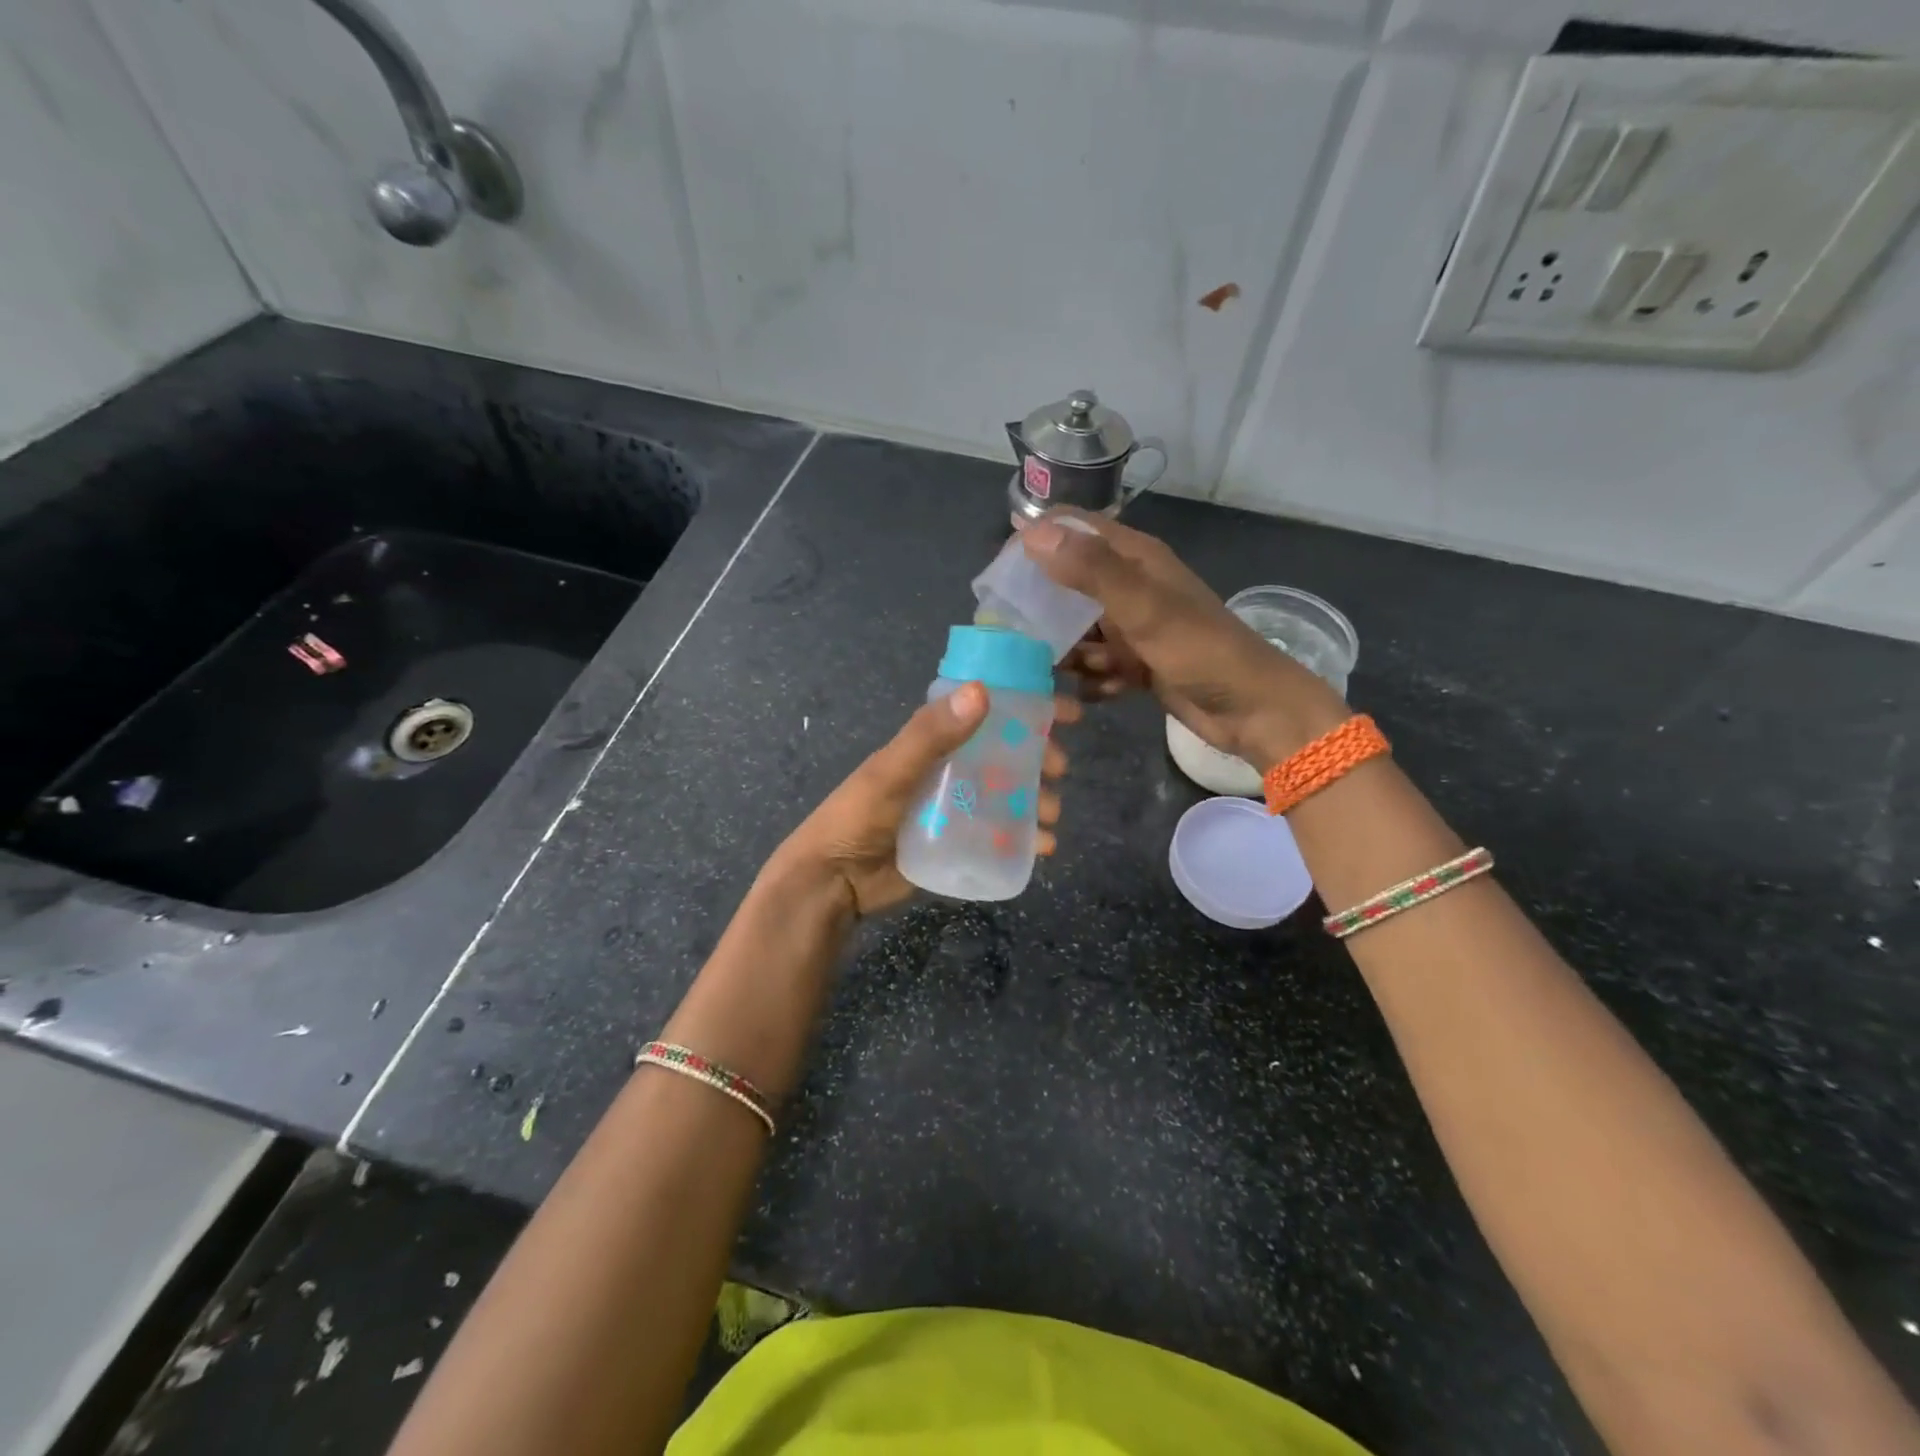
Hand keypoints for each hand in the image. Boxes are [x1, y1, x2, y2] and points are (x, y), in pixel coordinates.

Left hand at [768, 682, 1078, 918]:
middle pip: (1006, 754)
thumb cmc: (858, 817)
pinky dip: (1026, 838)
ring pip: (1009, 795)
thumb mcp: (891, 772)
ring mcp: (955, 807)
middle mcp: (949, 769)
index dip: (1027, 708)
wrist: (833, 882)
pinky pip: (1001, 834)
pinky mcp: (958, 843)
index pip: (987, 712)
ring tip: (1051, 815)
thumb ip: (930, 735)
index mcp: (932, 742)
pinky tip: (1043, 847)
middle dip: (1039, 757)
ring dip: (1037, 799)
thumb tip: (982, 691)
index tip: (1066, 713)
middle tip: (1060, 769)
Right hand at [1021, 510, 1346, 765]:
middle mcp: (1131, 588)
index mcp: (1135, 559)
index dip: (1037, 540)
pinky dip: (1093, 679)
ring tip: (1048, 672)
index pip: (1075, 531)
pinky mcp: (1137, 664)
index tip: (998, 570)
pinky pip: (1098, 665)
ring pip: (1080, 631)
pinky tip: (1096, 692)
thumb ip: (1090, 570)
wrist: (1253, 710)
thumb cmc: (1201, 651)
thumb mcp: (1144, 607)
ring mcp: (1134, 628)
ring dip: (1066, 651)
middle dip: (1042, 607)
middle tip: (1008, 633)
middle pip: (1070, 584)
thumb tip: (1032, 532)